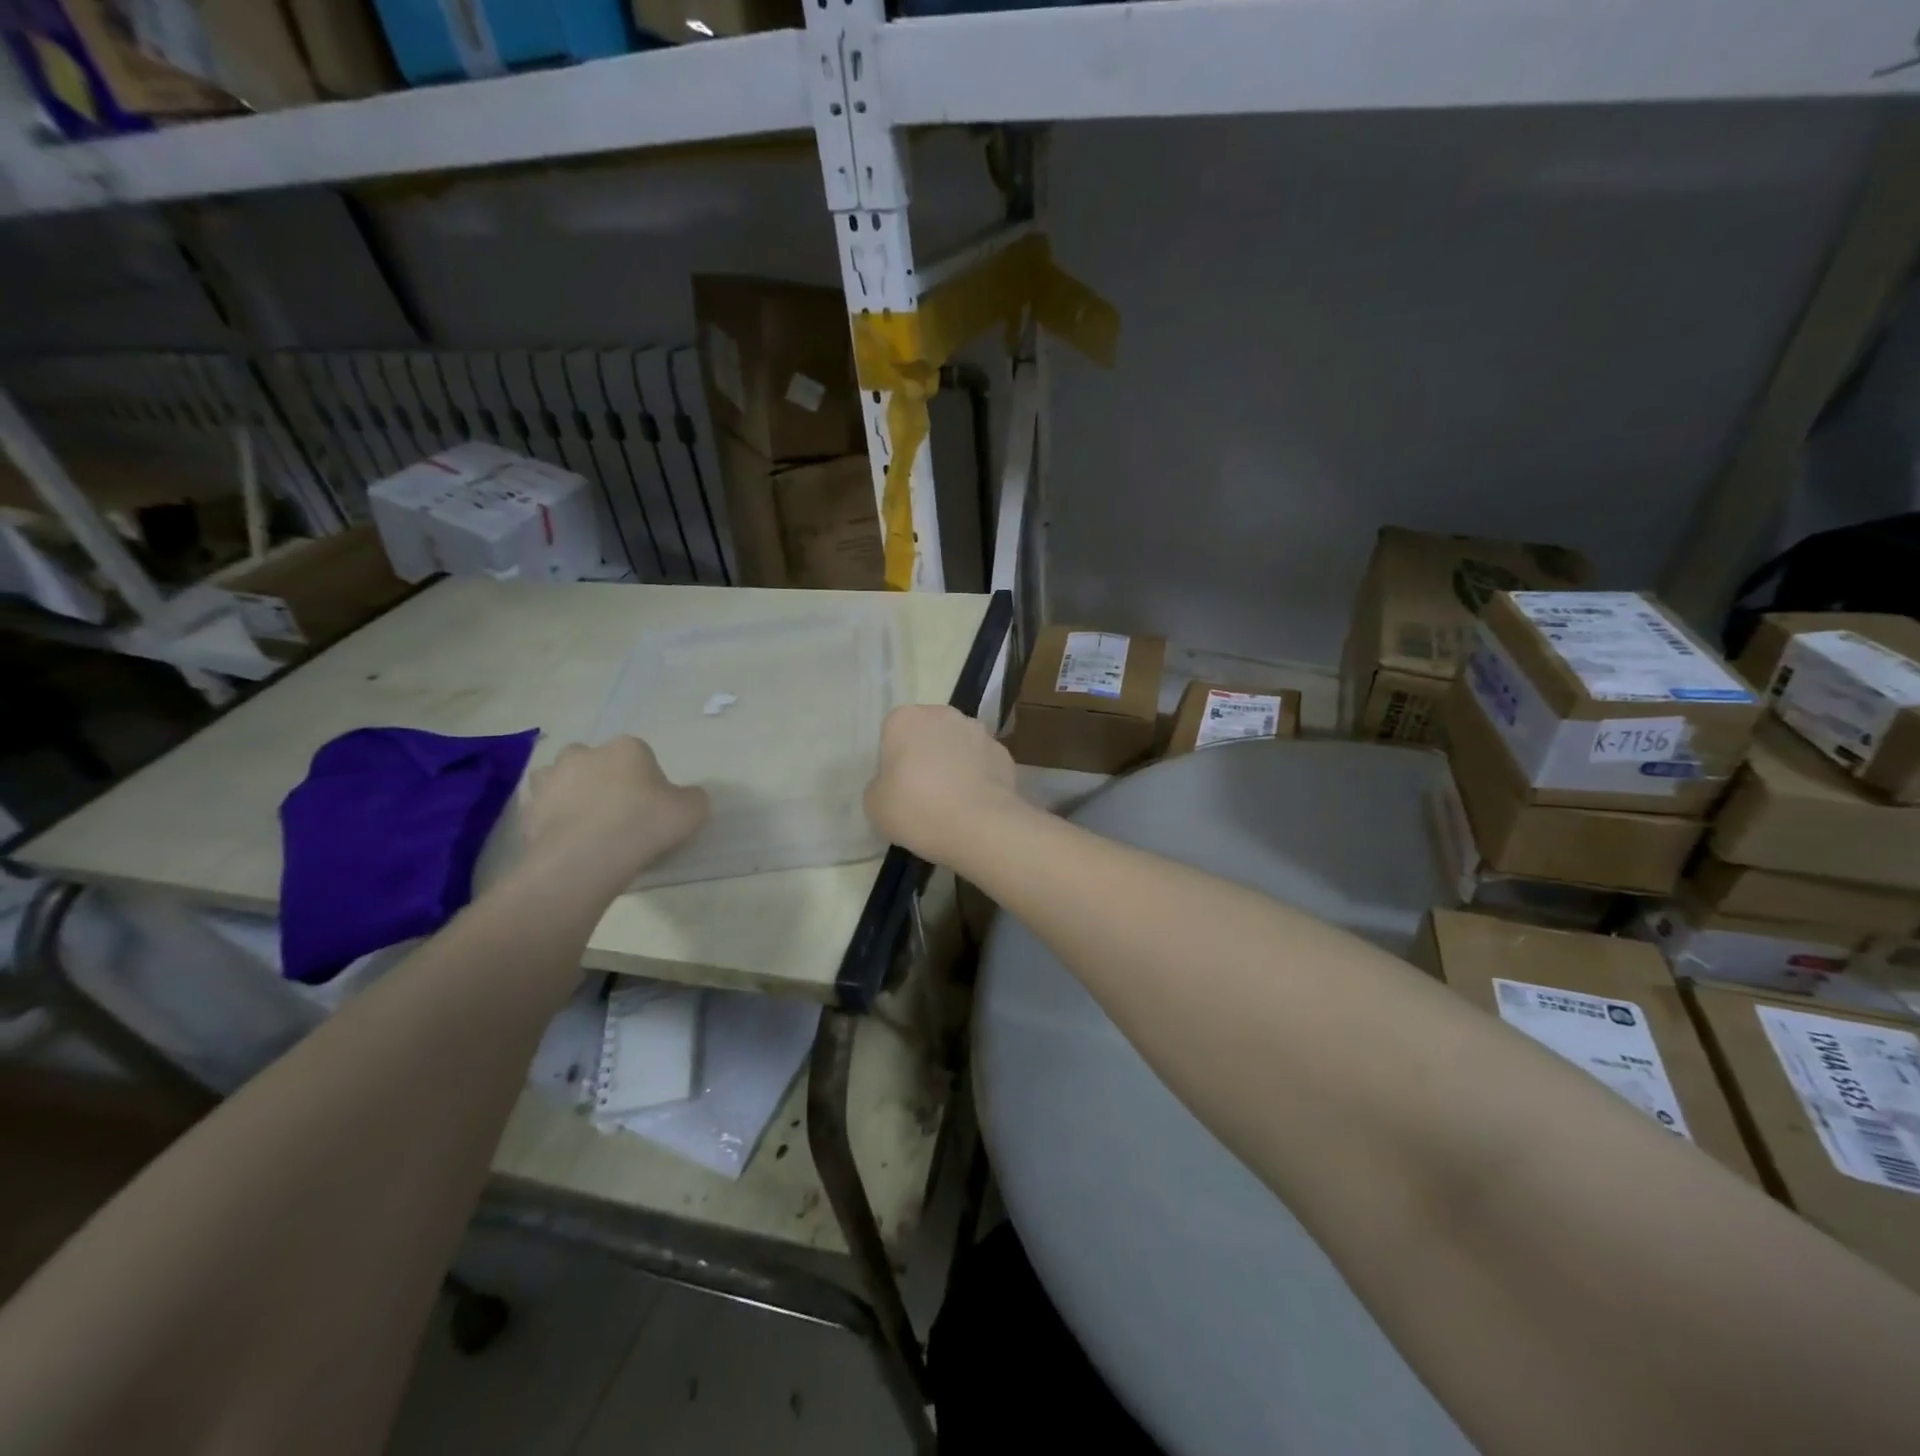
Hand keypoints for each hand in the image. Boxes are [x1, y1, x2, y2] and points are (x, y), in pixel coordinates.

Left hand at [520, 738, 708, 887]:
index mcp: (626, 748)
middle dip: (601, 778)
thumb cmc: (644, 824)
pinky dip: (552, 821)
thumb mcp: (692, 811)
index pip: (639, 754)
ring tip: (586, 823)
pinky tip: (567, 842)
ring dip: (569, 793)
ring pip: (559, 779)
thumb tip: (685, 798)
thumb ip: (692, 798)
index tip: (652, 804)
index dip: (646, 779)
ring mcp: (550, 780)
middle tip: (617, 811)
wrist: (586, 858)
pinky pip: (543, 810)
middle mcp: (584, 754)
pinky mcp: (528, 810)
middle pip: (594, 760)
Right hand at [865, 705, 1020, 864]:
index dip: (894, 759)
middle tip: (922, 793)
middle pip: (928, 733)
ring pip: (958, 745)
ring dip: (954, 763)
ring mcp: (978, 731)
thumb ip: (880, 785)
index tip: (897, 785)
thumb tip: (894, 784)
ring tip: (953, 801)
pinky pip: (983, 763)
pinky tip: (976, 805)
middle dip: (926, 755)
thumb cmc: (917, 809)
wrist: (980, 826)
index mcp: (905, 719)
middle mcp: (943, 714)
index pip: (893, 732)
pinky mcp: (1004, 753)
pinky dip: (979, 778)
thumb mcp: (875, 804)